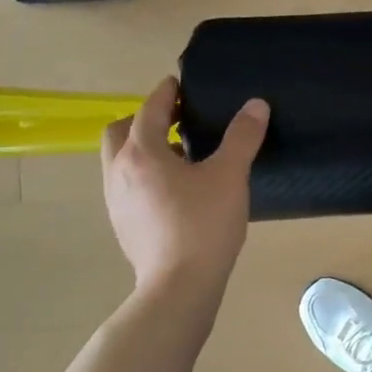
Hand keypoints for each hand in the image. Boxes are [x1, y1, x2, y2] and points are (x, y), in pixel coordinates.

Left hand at [101, 77, 268, 288]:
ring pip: (119, 161)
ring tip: (180, 157)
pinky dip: (144, 175)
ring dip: (143, 149)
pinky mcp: (122, 225)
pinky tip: (175, 191)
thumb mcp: (230, 175)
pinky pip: (127, 186)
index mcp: (141, 153)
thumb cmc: (203, 224)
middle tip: (176, 122)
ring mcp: (115, 201)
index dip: (166, 94)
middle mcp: (118, 172)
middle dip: (144, 120)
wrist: (179, 286)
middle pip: (119, 132)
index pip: (149, 110)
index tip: (179, 85)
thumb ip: (242, 137)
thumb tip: (256, 105)